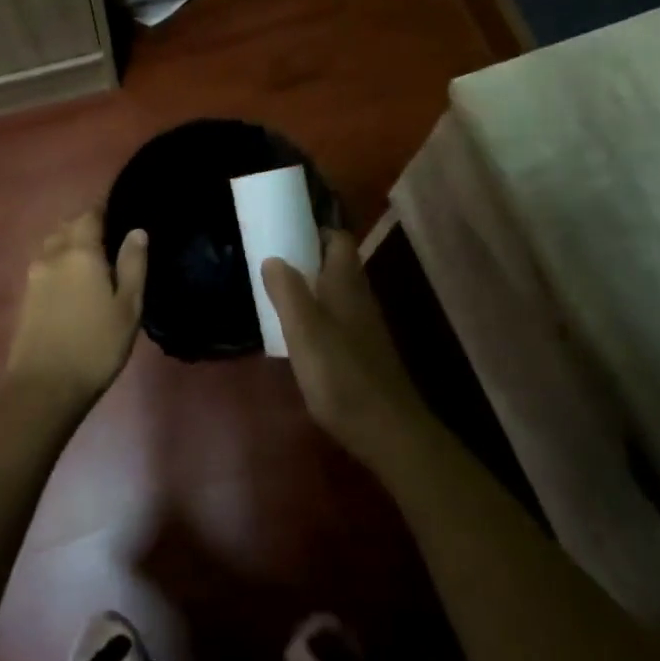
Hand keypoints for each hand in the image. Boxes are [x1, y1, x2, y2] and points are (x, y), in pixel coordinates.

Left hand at [5, 212, 147, 410]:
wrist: (44, 387)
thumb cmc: (96, 345)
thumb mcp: (128, 307)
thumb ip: (133, 265)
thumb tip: (137, 231)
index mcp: (80, 252)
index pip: (90, 215)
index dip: (105, 209)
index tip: (121, 212)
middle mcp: (53, 256)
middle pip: (68, 227)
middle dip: (87, 226)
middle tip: (112, 239)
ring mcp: (34, 276)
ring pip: (53, 246)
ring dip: (71, 245)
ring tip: (93, 260)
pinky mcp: (26, 297)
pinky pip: (46, 266)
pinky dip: (60, 264)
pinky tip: (74, 282)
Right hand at [262, 231, 432, 462]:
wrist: (386, 429)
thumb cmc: (340, 374)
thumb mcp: (304, 331)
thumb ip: (287, 292)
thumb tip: (273, 258)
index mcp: (346, 284)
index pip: (338, 240)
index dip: (315, 231)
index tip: (285, 234)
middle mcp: (360, 297)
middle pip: (337, 265)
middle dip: (308, 260)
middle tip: (273, 267)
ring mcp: (365, 326)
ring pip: (338, 293)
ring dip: (312, 289)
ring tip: (279, 298)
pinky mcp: (364, 352)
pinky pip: (338, 319)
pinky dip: (318, 316)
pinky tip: (299, 336)